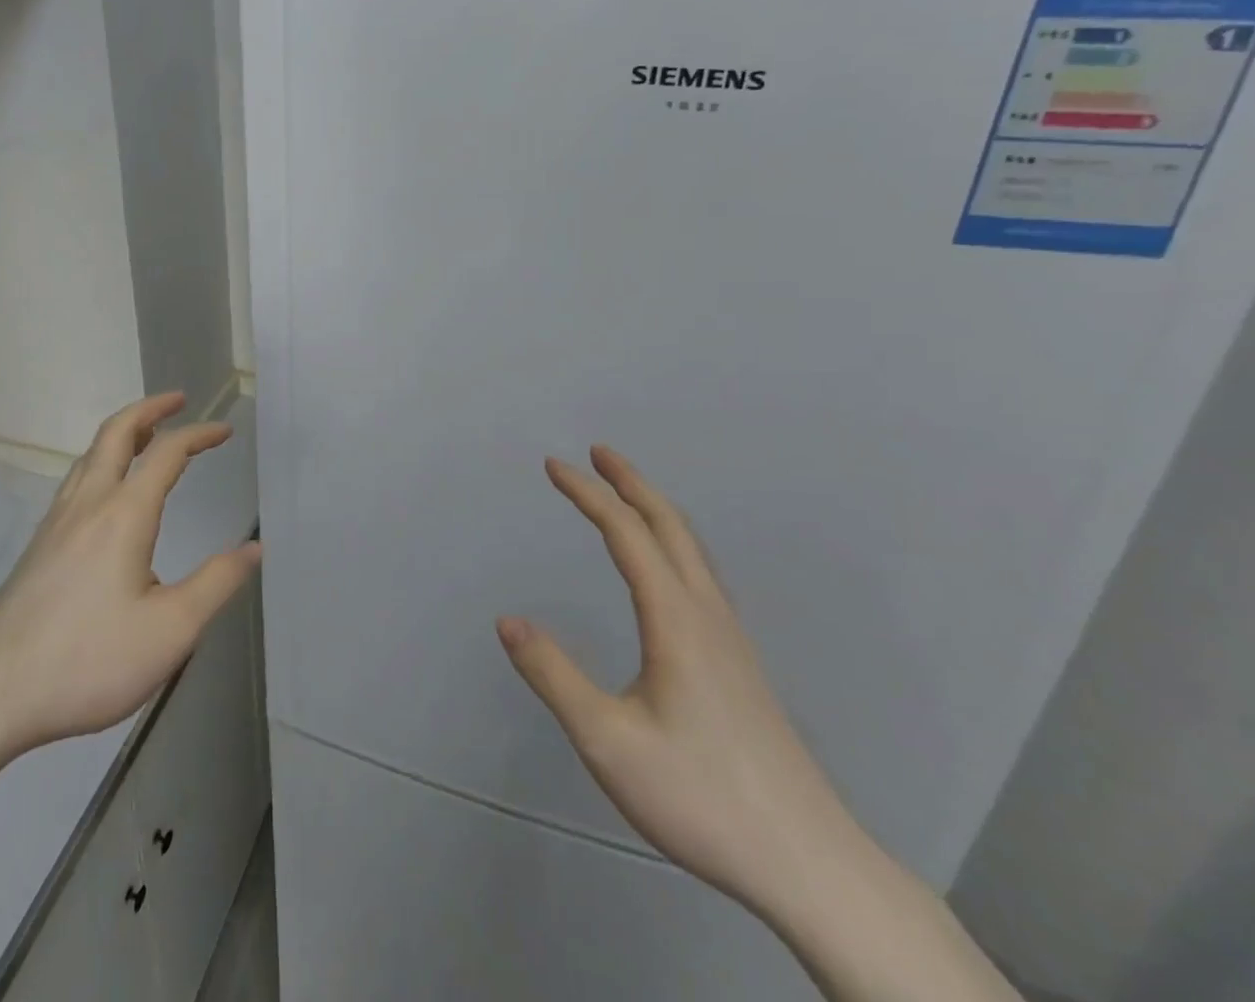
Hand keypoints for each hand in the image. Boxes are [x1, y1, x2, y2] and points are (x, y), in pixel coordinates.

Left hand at [0, 392, 261, 759]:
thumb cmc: (88, 660)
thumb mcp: (170, 631)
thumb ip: (216, 584)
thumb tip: (254, 548)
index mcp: (124, 515)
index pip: (167, 453)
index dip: (199, 434)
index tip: (225, 431)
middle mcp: (88, 504)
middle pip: (116, 433)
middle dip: (150, 410)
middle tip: (178, 401)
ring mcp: (57, 522)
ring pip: (90, 455)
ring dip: (123, 433)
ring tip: (148, 436)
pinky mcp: (40, 545)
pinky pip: (76, 480)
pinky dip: (102, 461)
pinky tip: (107, 493)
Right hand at [497, 447, 868, 919]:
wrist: (810, 864)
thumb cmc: (701, 796)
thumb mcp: (608, 741)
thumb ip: (553, 675)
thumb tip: (507, 620)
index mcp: (675, 619)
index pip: (626, 532)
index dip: (587, 493)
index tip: (553, 465)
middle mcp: (707, 614)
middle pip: (669, 525)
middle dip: (630, 482)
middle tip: (597, 453)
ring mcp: (732, 638)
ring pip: (692, 549)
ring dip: (655, 508)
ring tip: (627, 494)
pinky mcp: (742, 663)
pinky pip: (702, 575)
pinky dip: (674, 541)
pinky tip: (668, 568)